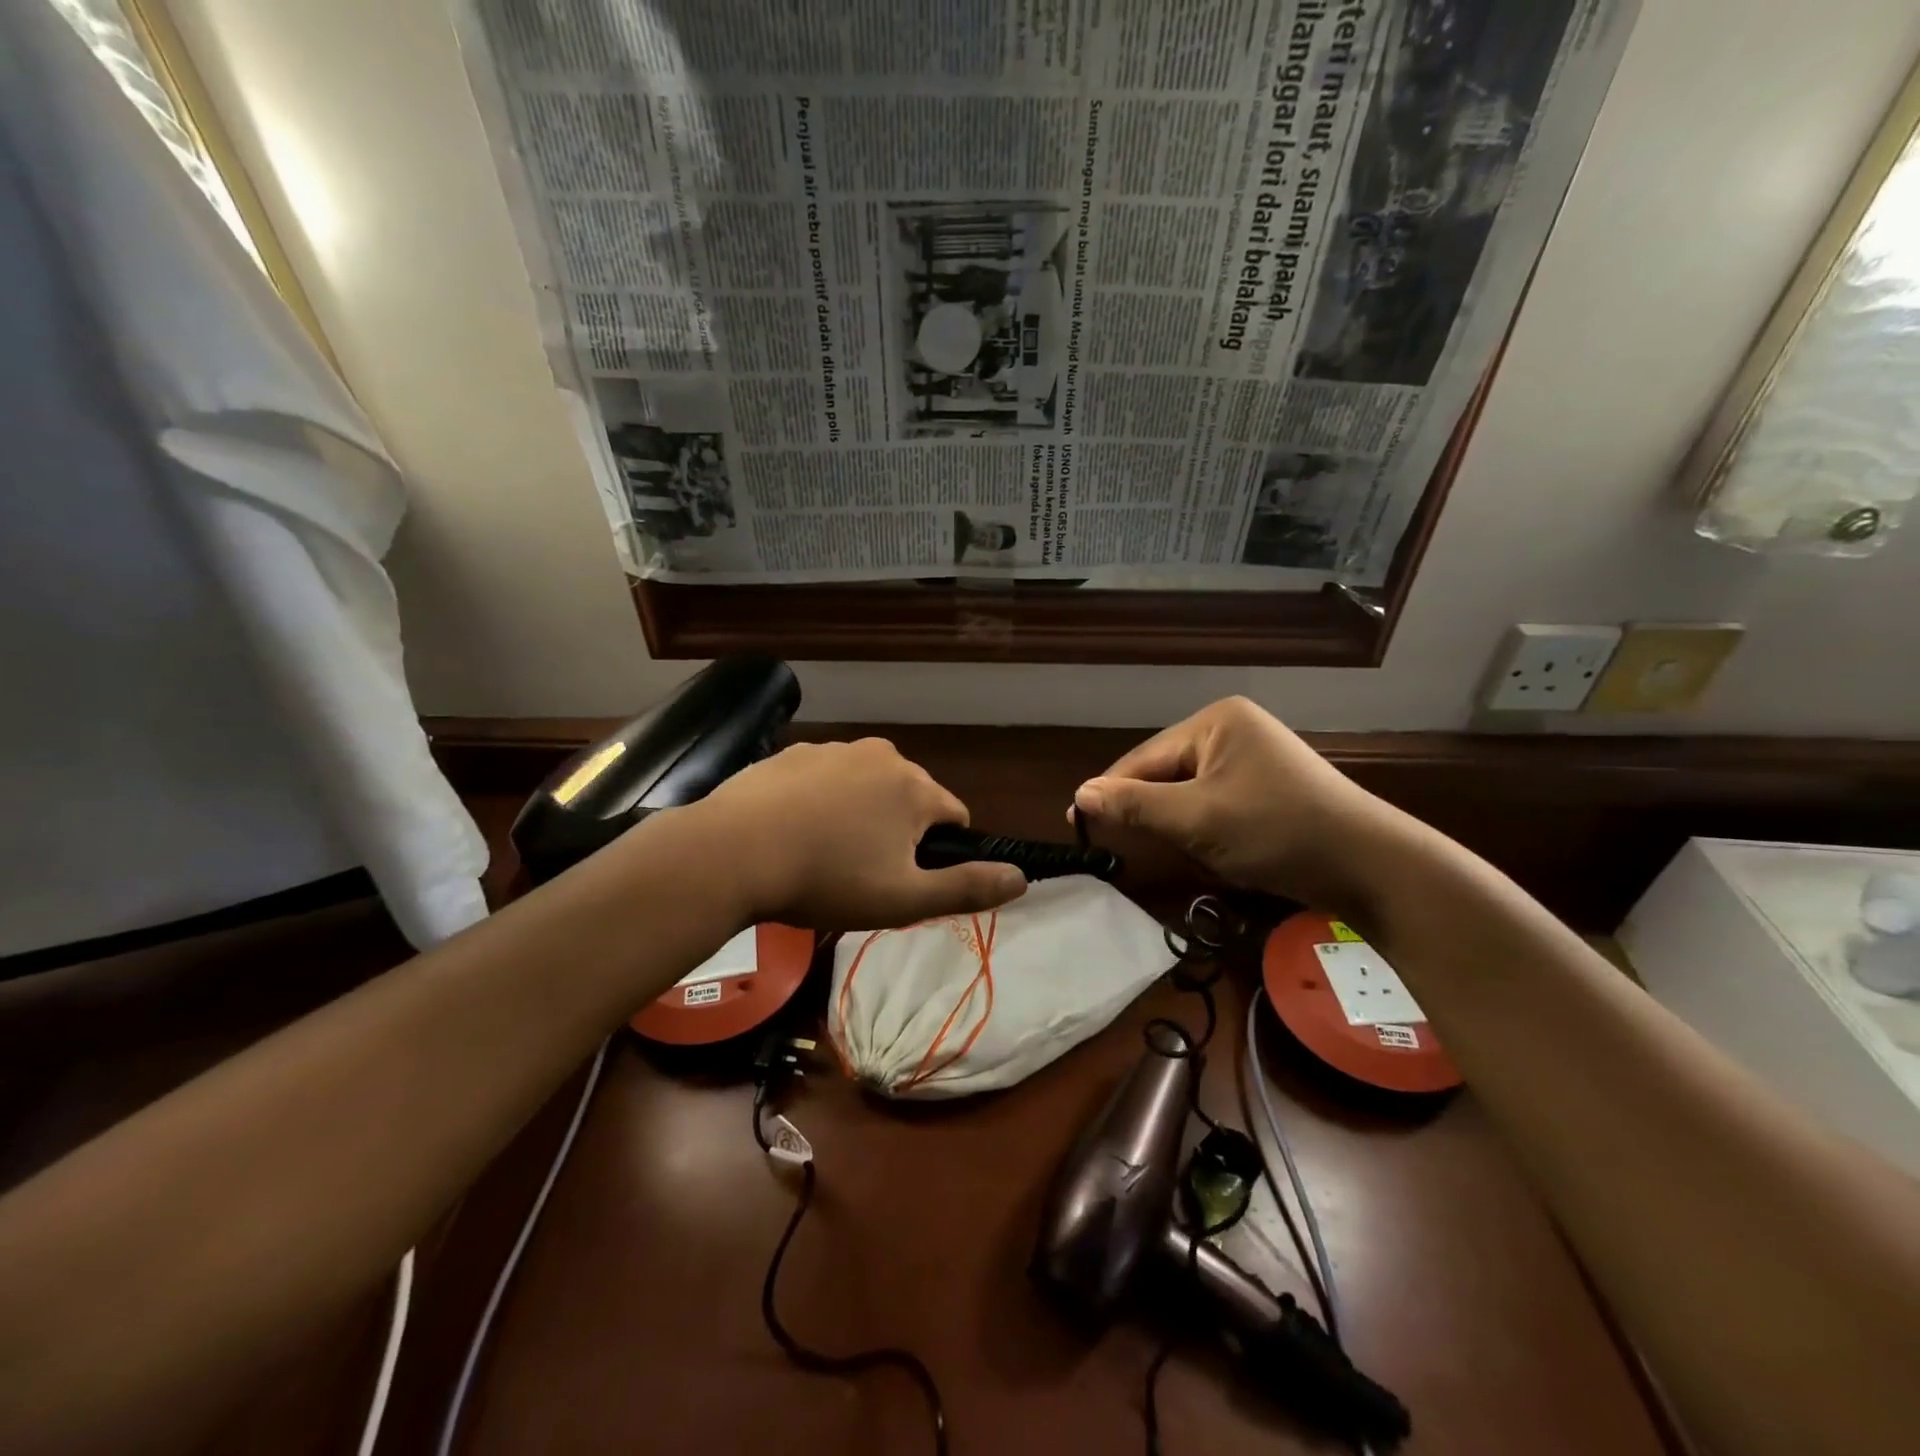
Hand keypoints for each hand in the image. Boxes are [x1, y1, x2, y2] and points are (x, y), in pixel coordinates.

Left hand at [686, 738, 1027, 929]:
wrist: (734, 852)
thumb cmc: (827, 879)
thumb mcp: (904, 898)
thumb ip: (966, 887)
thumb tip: (1022, 878)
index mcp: (914, 787)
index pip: (954, 814)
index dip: (940, 851)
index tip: (908, 878)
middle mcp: (881, 755)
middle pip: (909, 796)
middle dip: (898, 830)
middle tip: (863, 872)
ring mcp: (833, 749)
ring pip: (866, 786)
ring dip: (859, 814)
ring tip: (823, 854)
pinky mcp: (792, 753)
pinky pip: (824, 778)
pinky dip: (821, 801)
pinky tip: (793, 831)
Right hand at [1071, 697, 1399, 910]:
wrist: (1369, 866)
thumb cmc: (1277, 830)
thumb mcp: (1197, 819)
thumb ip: (1135, 805)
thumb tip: (1079, 794)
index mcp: (1216, 721)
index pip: (1145, 757)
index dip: (1111, 792)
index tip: (1076, 823)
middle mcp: (1232, 730)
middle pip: (1166, 773)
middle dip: (1150, 812)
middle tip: (1116, 845)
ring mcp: (1252, 759)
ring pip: (1188, 793)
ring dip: (1176, 825)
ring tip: (1163, 851)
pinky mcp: (1266, 788)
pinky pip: (1214, 804)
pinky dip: (1203, 829)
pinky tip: (1205, 851)